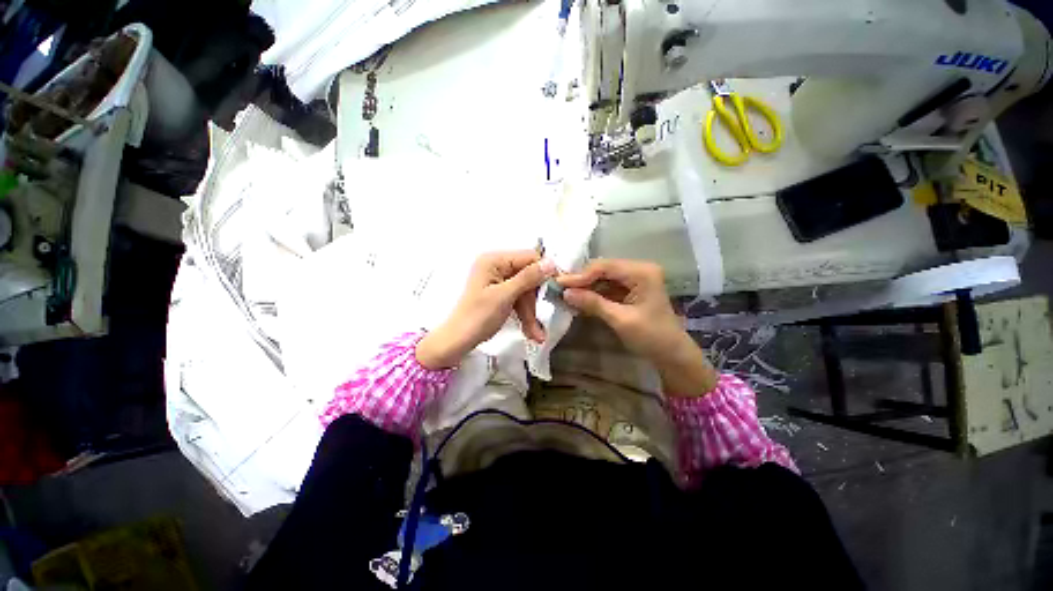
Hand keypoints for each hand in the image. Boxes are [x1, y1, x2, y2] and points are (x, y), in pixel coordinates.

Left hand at [416, 250, 556, 369]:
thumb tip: (551, 262)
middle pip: (528, 276)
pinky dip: (524, 314)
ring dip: (531, 312)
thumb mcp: (505, 296)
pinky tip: (531, 330)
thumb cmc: (478, 317)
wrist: (457, 342)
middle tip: (539, 323)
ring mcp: (498, 280)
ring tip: (536, 334)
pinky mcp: (500, 293)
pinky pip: (518, 298)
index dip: (544, 273)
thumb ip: (528, 278)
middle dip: (534, 301)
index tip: (556, 291)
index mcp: (494, 260)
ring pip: (525, 290)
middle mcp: (496, 266)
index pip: (529, 257)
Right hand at [556, 259, 717, 395]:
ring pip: (602, 278)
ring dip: (585, 287)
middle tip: (559, 288)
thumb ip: (593, 303)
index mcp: (642, 272)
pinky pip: (606, 287)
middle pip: (602, 269)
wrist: (672, 354)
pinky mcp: (629, 290)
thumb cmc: (651, 336)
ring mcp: (634, 279)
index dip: (581, 275)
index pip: (605, 267)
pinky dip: (592, 294)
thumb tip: (566, 293)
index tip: (560, 284)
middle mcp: (638, 270)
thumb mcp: (621, 320)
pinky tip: (578, 299)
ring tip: (565, 294)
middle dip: (581, 280)